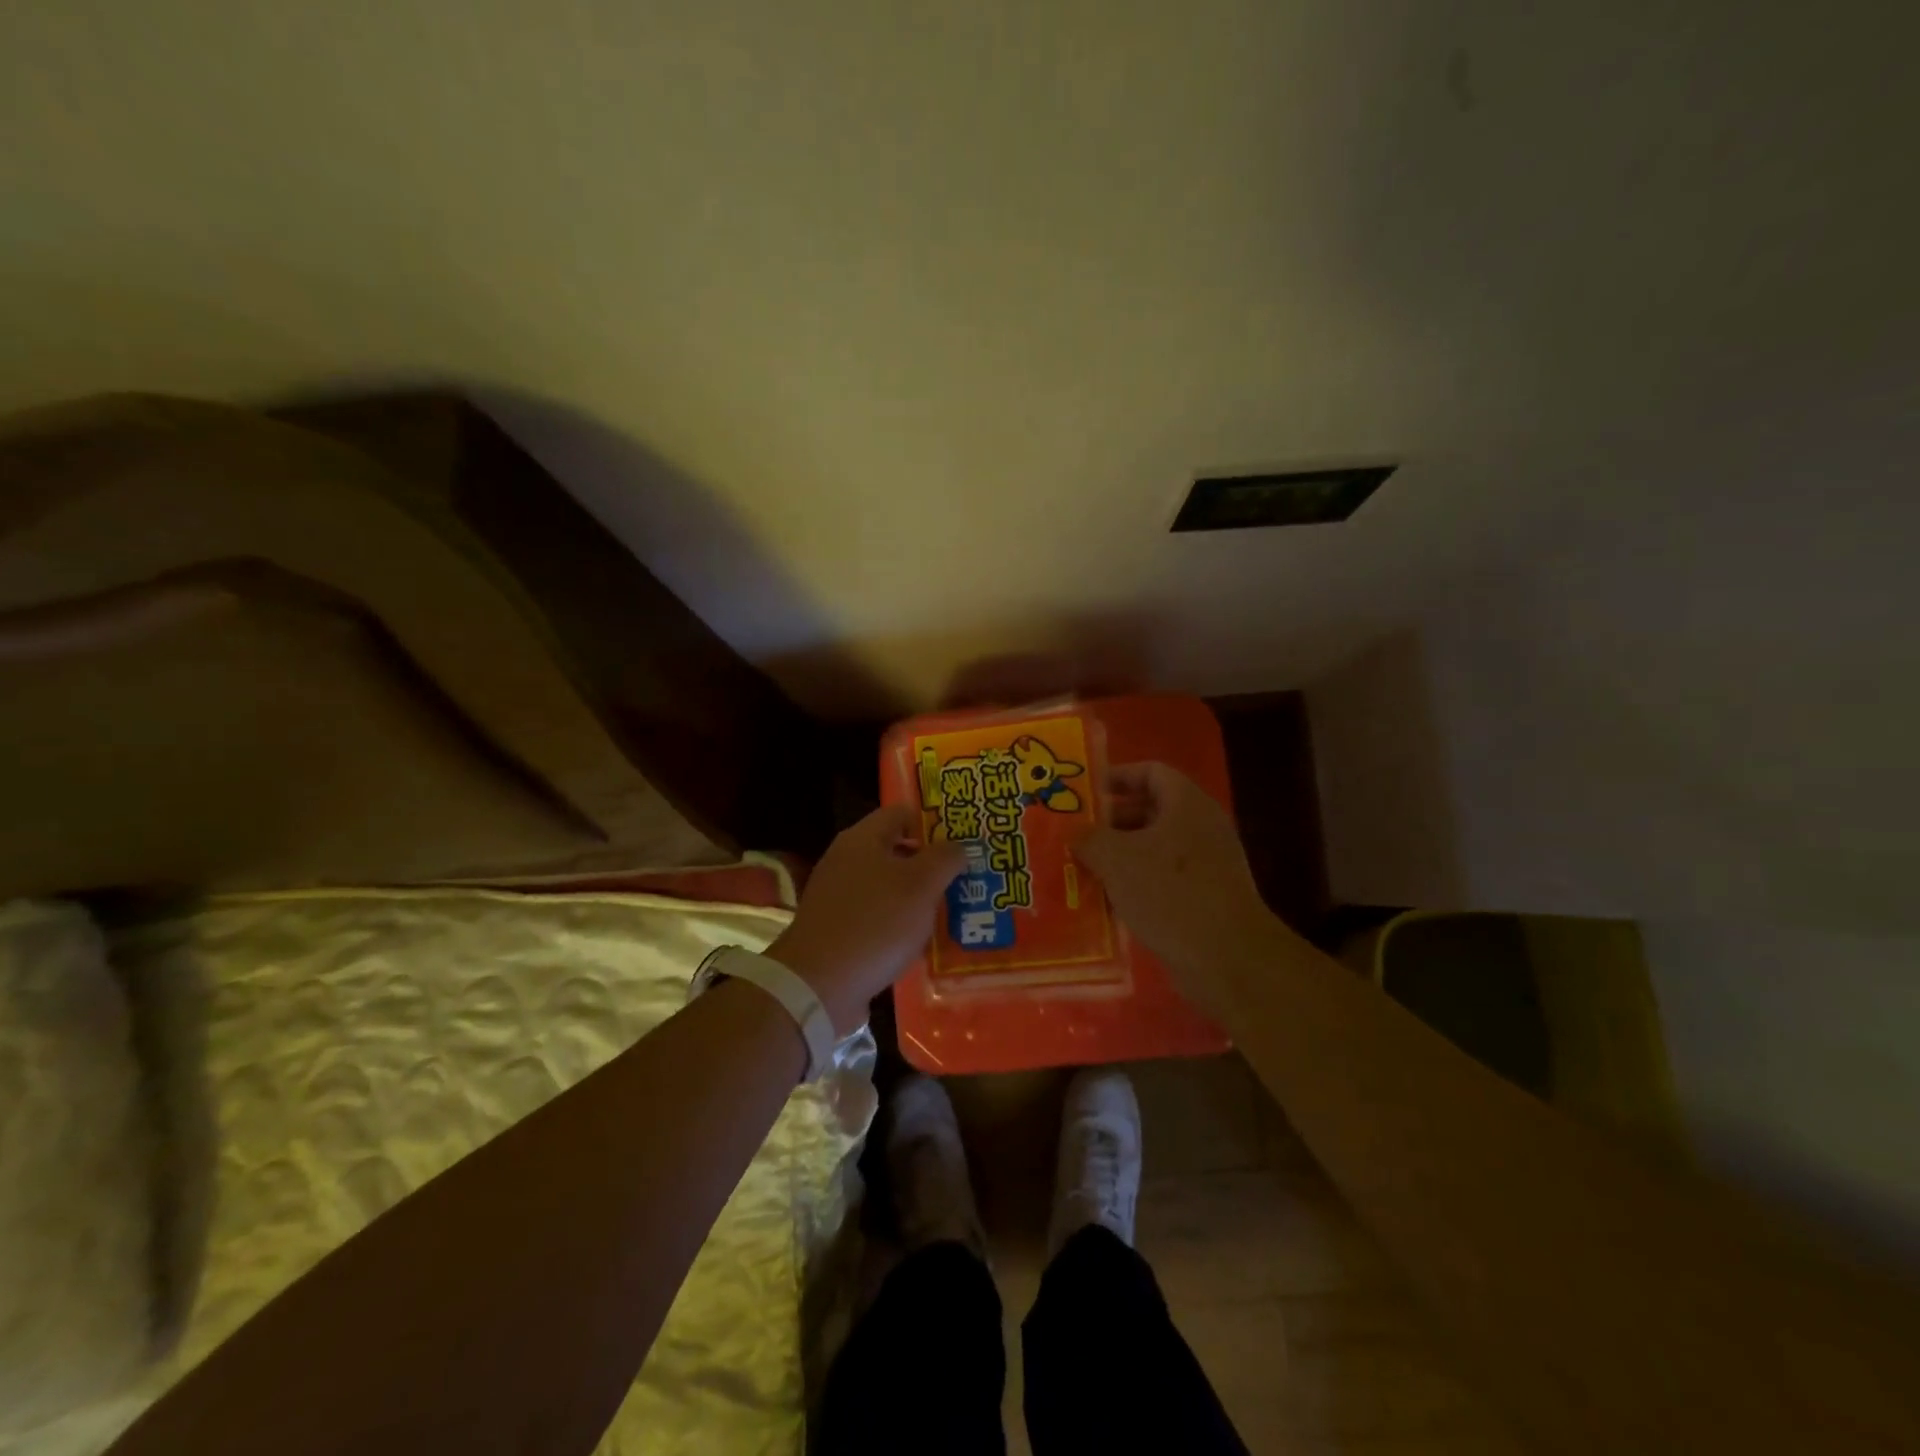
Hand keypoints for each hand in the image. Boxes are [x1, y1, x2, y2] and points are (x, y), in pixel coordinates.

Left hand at [769, 805, 966, 1034]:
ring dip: (918, 898)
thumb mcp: (921, 885)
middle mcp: (847, 861)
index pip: (902, 813)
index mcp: (862, 839)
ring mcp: (839, 897)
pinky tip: (924, 942)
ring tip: (955, 911)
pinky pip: (878, 918)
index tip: (964, 839)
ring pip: (889, 888)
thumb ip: (945, 858)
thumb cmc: (875, 923)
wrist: (818, 985)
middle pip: (897, 851)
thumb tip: (958, 846)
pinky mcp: (838, 930)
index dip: (934, 821)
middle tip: (967, 877)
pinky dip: (900, 926)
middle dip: (932, 864)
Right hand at [1073, 762, 1279, 1008]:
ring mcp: (1206, 865)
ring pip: (1153, 849)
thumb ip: (1088, 838)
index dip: (1117, 776)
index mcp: (1186, 805)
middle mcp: (1200, 828)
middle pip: (1149, 811)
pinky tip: (1105, 903)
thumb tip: (1073, 832)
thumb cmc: (1171, 893)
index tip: (1084, 793)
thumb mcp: (1116, 859)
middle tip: (1074, 835)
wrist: (1228, 959)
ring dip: (1118, 857)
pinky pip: (1162, 881)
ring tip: (1080, 869)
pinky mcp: (1204, 899)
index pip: (1151, 772)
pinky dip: (1134, 886)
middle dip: (1109, 822)